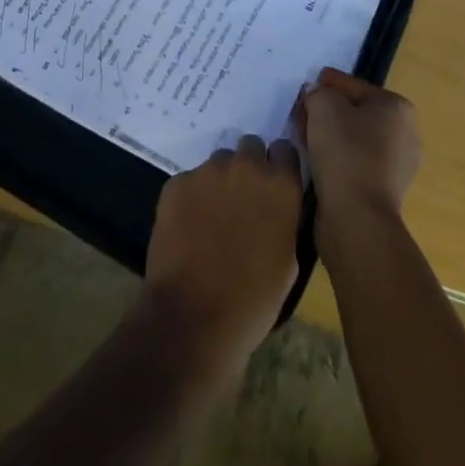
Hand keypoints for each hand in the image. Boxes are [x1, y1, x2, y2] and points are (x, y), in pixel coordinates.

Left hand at [142, 136, 303, 371]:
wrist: (193, 318)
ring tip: (212, 217)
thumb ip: (283, 220)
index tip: (274, 183)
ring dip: (220, 181)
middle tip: (242, 200)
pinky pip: (189, 181)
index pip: (285, 149)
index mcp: (280, 186)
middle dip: (249, 167)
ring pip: (218, 162)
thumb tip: (275, 209)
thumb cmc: (252, 301)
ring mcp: (207, 172)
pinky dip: (191, 197)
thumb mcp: (288, 262)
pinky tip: (188, 228)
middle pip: (250, 147)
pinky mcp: (176, 183)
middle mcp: (245, 167)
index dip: (279, 165)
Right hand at [296, 68, 421, 223]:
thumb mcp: (323, 106)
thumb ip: (317, 92)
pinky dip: (337, 159)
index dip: (326, 84)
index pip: (353, 86)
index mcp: (398, 108)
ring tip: (304, 138)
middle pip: (356, 112)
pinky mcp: (385, 192)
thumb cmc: (345, 152)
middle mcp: (406, 134)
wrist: (358, 218)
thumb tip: (316, 96)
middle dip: (327, 111)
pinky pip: (355, 163)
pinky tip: (316, 162)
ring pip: (355, 139)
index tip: (304, 90)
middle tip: (301, 115)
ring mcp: (398, 166)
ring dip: (330, 136)